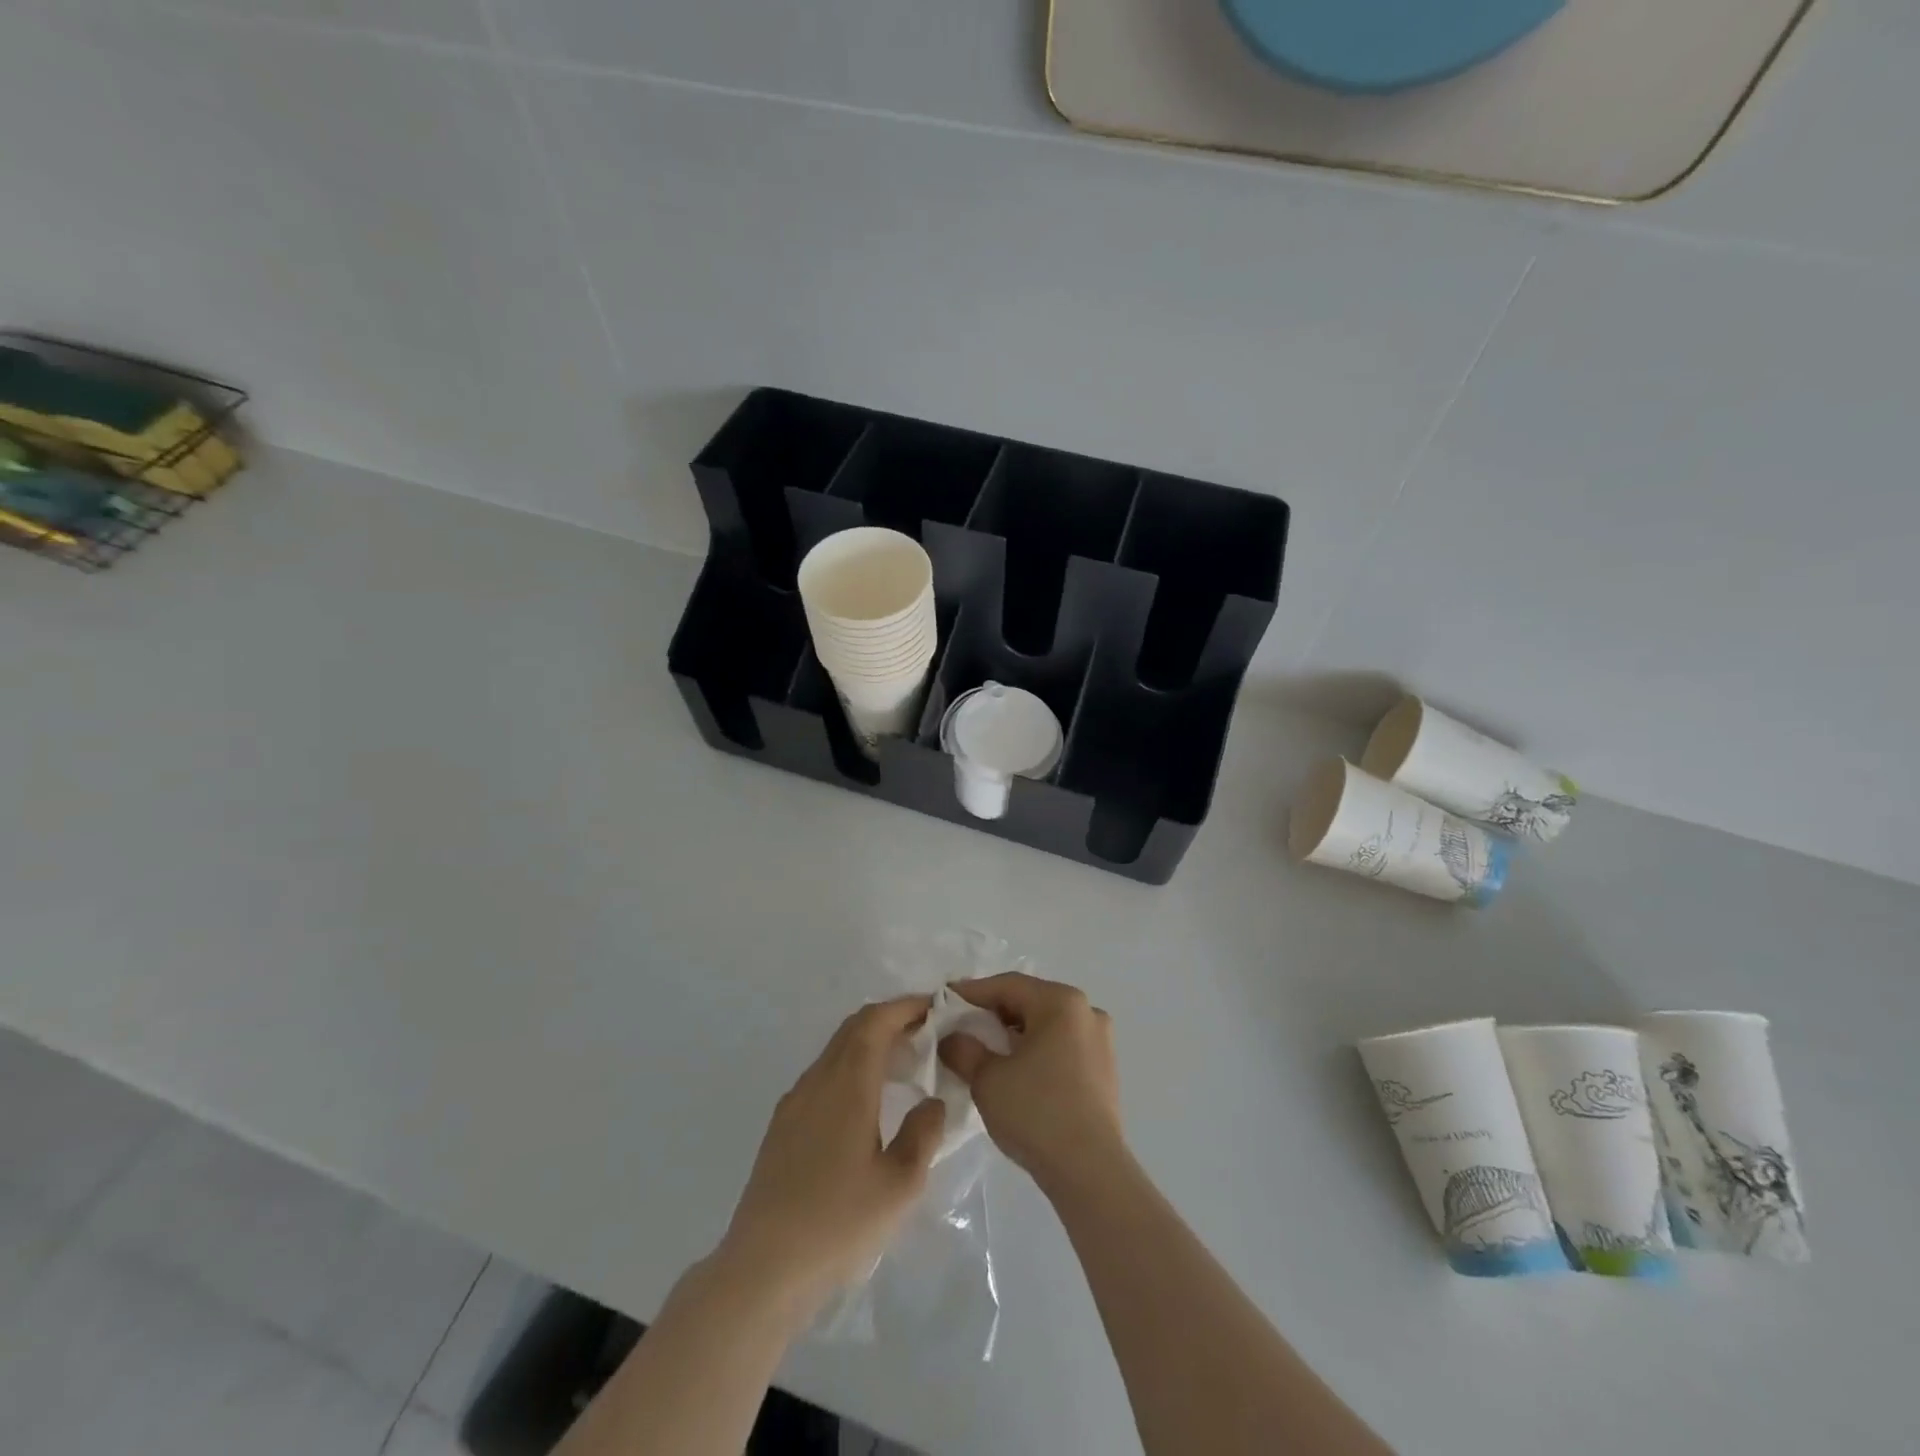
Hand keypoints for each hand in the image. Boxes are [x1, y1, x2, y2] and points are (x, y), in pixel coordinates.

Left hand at [716, 997, 946, 1322]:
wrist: (762, 1269)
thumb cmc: (838, 1223)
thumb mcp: (900, 1184)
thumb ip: (924, 1133)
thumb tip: (932, 1102)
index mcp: (848, 1084)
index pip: (876, 1021)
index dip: (906, 1006)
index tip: (936, 1007)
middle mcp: (818, 1080)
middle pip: (854, 1028)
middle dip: (891, 1019)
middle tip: (927, 1032)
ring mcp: (794, 1102)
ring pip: (836, 1051)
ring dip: (870, 1043)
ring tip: (904, 1065)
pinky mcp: (782, 1126)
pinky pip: (823, 1075)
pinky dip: (851, 1068)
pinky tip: (867, 1103)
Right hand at [939, 973, 1126, 1195]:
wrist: (1089, 1171)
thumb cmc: (1036, 1112)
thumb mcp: (987, 1079)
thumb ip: (963, 1050)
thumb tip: (951, 1039)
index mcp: (1061, 1002)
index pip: (1007, 986)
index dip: (972, 992)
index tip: (943, 1000)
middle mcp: (1086, 1012)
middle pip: (1029, 1001)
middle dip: (993, 1013)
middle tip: (961, 1025)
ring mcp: (1100, 1041)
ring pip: (1046, 1025)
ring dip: (1014, 1033)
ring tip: (984, 1050)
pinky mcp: (1104, 1070)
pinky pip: (1061, 1046)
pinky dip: (1035, 1050)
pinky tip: (1015, 1070)